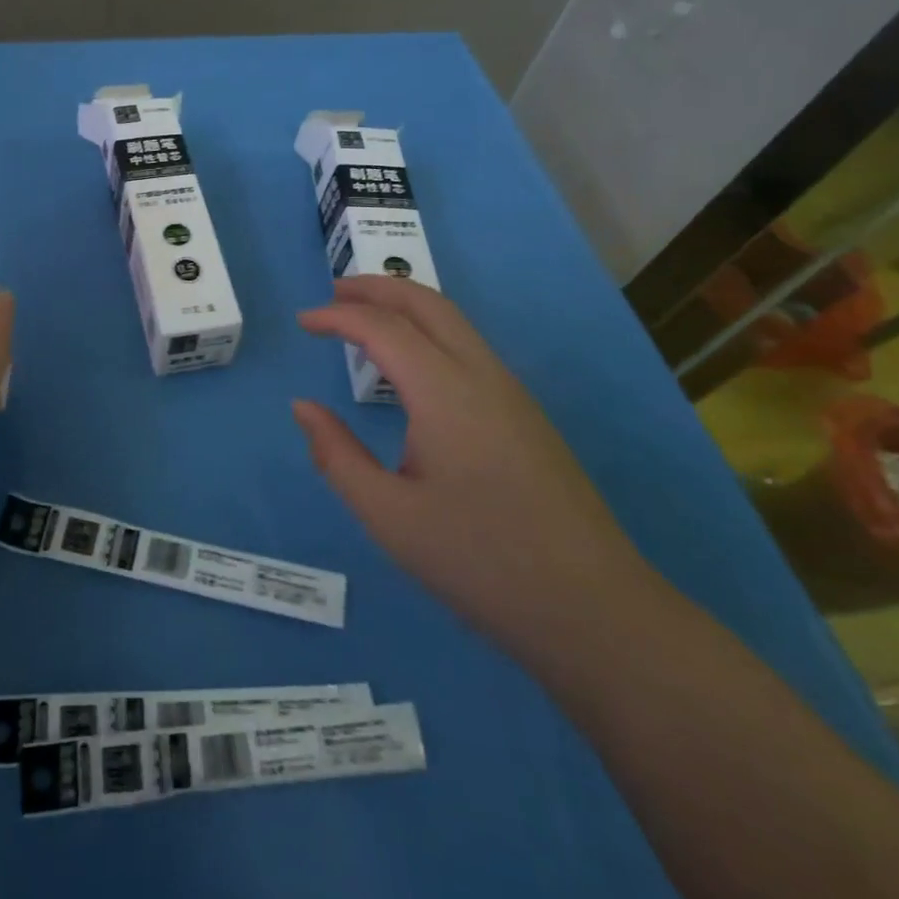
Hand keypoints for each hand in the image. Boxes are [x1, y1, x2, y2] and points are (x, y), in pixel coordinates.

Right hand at [293, 276, 657, 656]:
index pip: (383, 328)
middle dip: (376, 287)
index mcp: (445, 393)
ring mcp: (512, 393)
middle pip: (427, 303)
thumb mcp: (390, 517)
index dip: (337, 316)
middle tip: (332, 291)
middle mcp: (482, 376)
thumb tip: (303, 408)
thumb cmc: (482, 563)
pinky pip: (468, 347)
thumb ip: (337, 456)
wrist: (596, 611)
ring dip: (405, 306)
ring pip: (454, 321)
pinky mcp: (526, 414)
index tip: (302, 321)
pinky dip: (428, 331)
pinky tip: (411, 365)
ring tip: (364, 318)